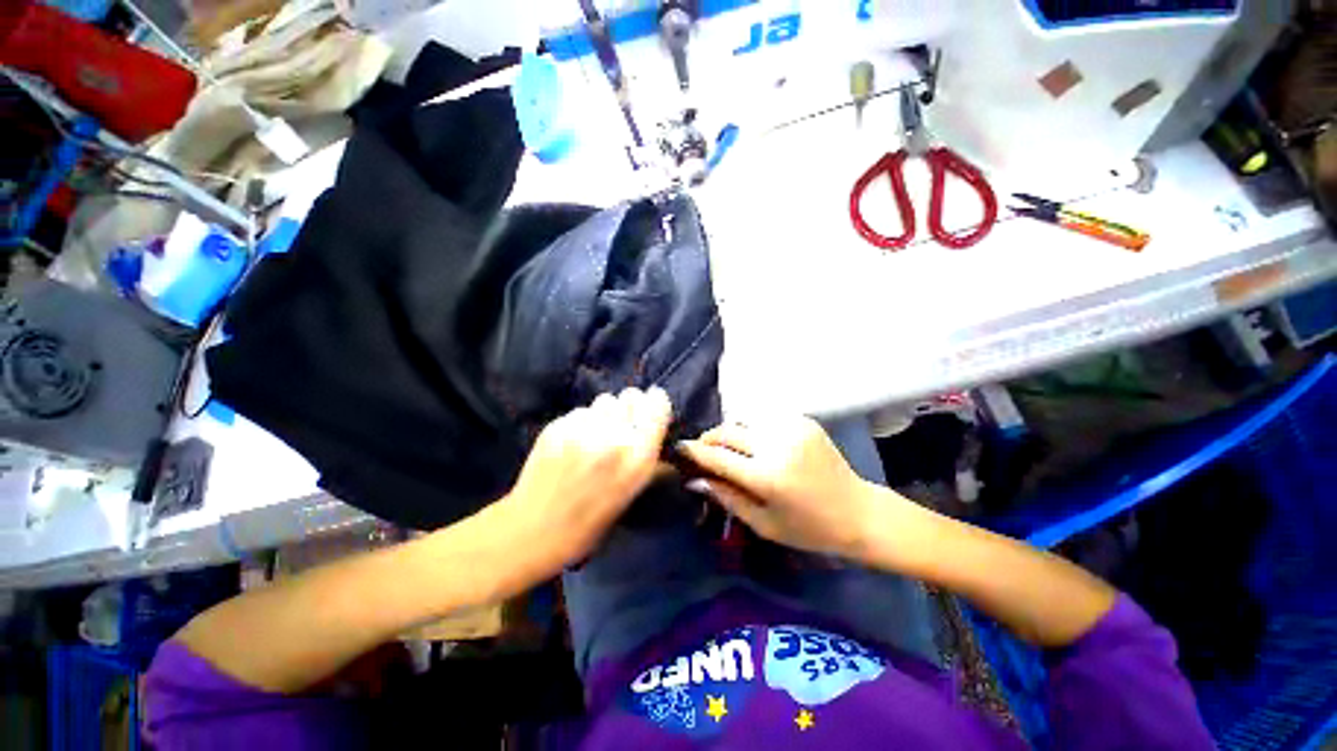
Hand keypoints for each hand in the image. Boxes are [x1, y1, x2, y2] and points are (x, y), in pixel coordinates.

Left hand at [503, 387, 672, 572]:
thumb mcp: (632, 494)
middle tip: (621, 426)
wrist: (534, 531)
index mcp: (639, 457)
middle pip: (631, 395)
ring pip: (605, 400)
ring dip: (606, 413)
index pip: (657, 405)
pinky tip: (573, 443)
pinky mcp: (558, 426)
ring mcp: (584, 429)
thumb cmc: (591, 521)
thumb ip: (652, 463)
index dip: (656, 404)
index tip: (651, 410)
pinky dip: (582, 421)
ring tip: (596, 435)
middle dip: (630, 407)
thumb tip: (665, 443)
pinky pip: (581, 411)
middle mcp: (615, 437)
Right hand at [678, 416, 882, 556]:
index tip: (678, 448)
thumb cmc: (809, 529)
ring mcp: (792, 427)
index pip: (718, 456)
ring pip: (744, 421)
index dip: (694, 451)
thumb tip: (695, 479)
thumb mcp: (763, 524)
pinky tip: (756, 445)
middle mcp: (777, 445)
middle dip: (709, 439)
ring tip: (729, 449)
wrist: (858, 511)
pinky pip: (764, 420)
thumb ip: (726, 498)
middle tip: (702, 451)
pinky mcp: (803, 420)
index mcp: (768, 477)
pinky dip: (753, 430)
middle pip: (728, 431)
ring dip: (731, 434)